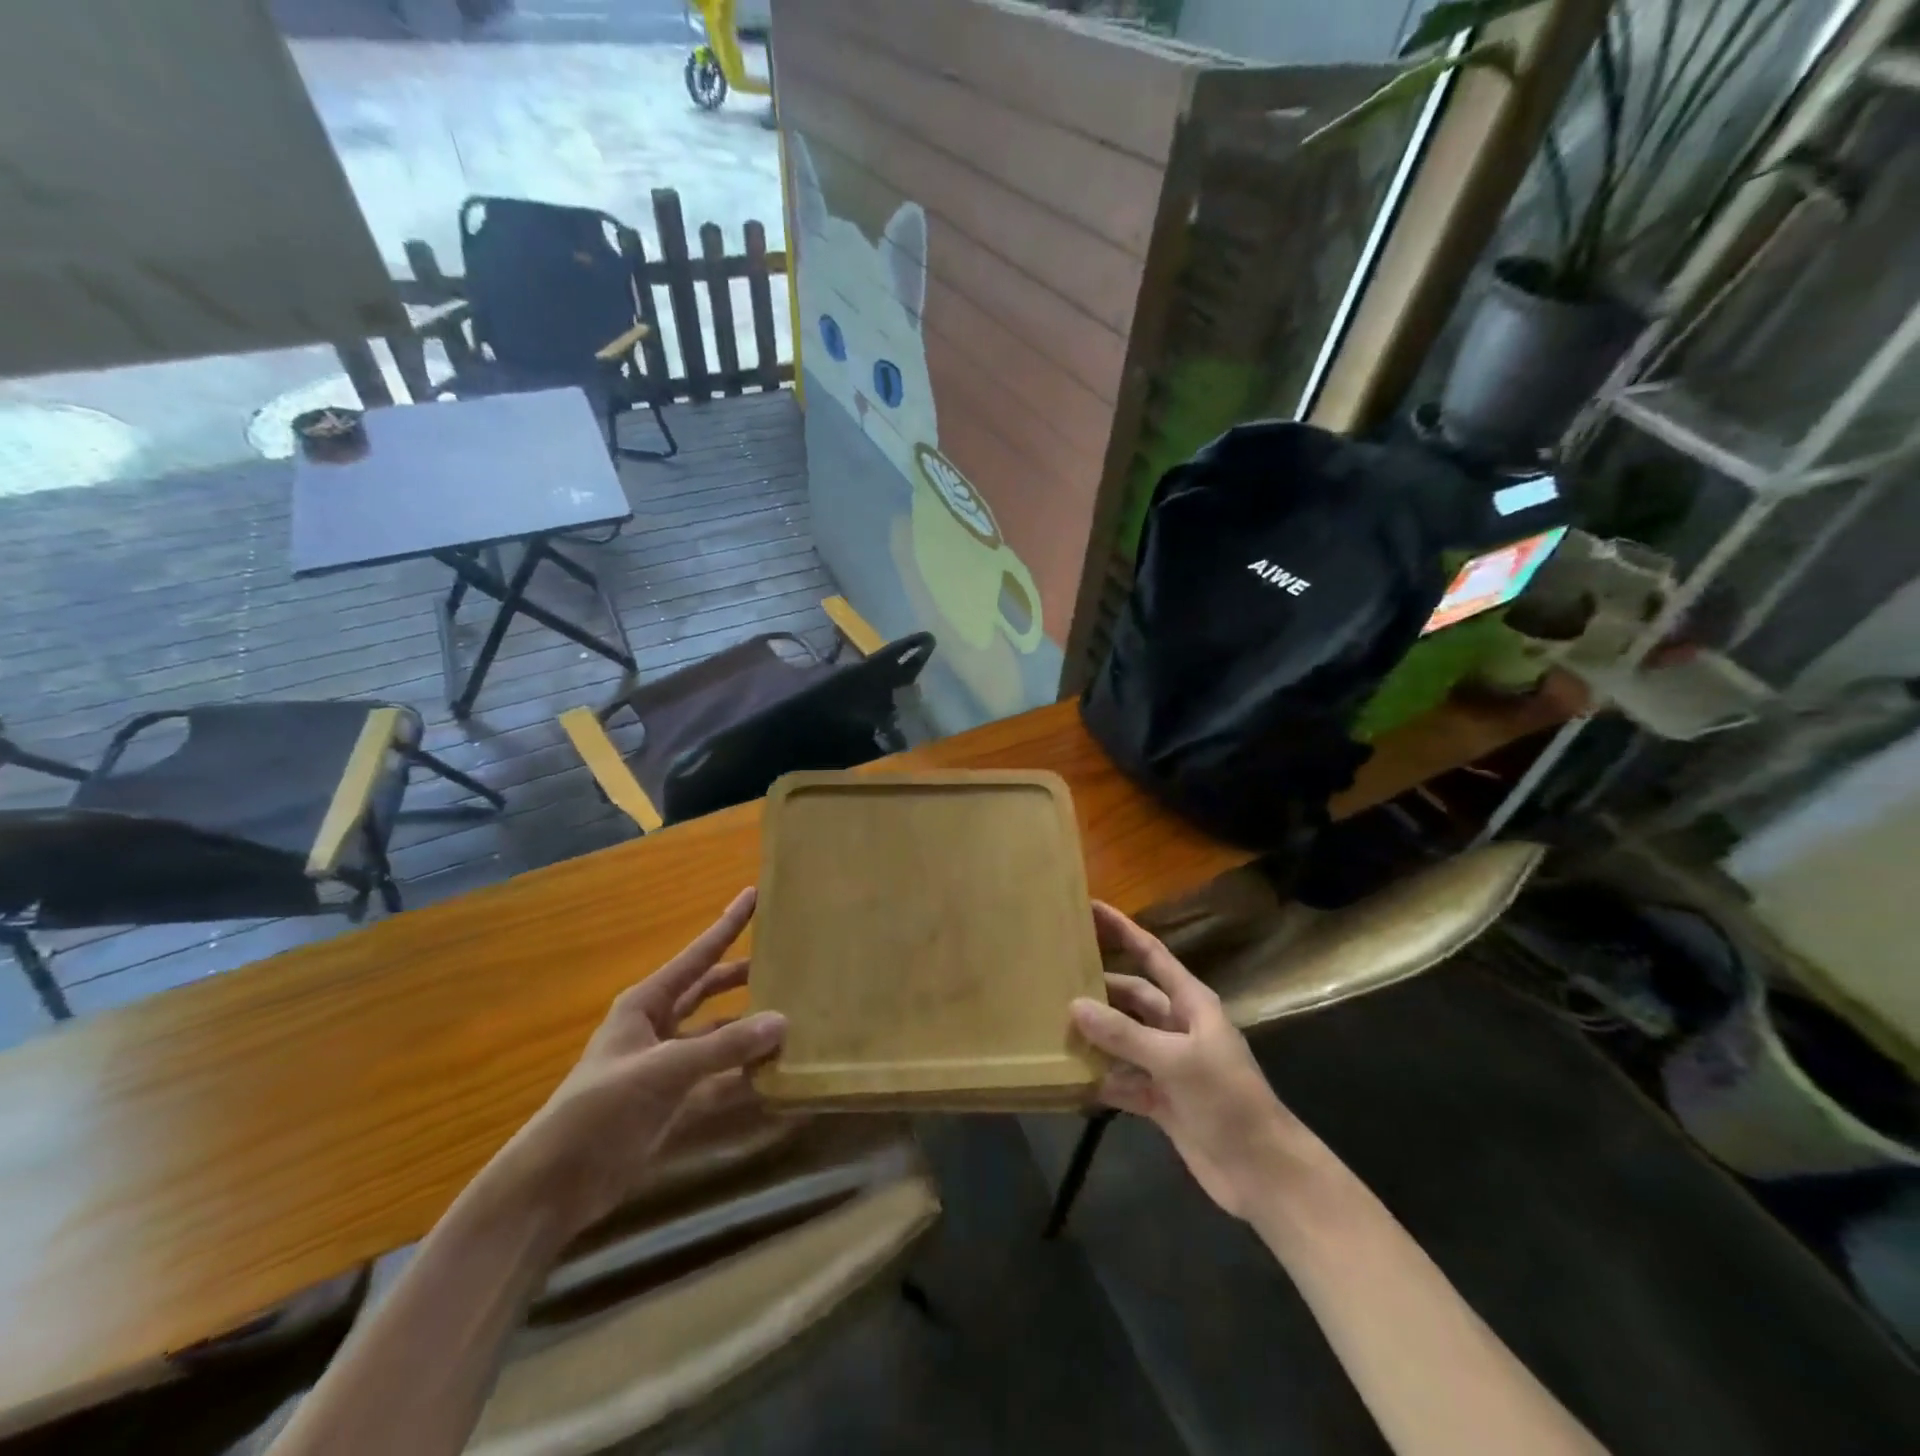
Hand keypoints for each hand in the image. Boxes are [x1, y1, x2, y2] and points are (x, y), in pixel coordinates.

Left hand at [489, 888, 785, 1236]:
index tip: (754, 894)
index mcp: (645, 1005)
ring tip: (793, 1018)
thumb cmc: (599, 1110)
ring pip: (718, 1037)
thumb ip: (724, 1047)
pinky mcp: (673, 1103)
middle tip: (786, 962)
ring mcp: (666, 1066)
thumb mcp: (663, 1070)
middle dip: (743, 977)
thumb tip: (782, 1022)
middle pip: (709, 992)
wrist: (553, 1186)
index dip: (726, 925)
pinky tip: (776, 1074)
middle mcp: (658, 1028)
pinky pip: (718, 1080)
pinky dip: (744, 1076)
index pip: (697, 956)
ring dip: (749, 1031)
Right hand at [1071, 902, 1311, 1220]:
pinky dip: (1100, 1079)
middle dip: (1098, 988)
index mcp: (1191, 1004)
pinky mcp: (1160, 1100)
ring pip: (1122, 1039)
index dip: (1123, 929)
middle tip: (1053, 978)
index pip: (1152, 955)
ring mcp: (1168, 1065)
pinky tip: (1069, 1077)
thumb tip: (1075, 1005)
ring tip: (1050, 1024)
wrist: (1262, 1173)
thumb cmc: (1227, 1100)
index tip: (1090, 907)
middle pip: (1131, 997)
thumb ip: (1124, 1034)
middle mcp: (1177, 1027)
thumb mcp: (1176, 1060)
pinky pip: (1122, 1080)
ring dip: (1094, 1035)